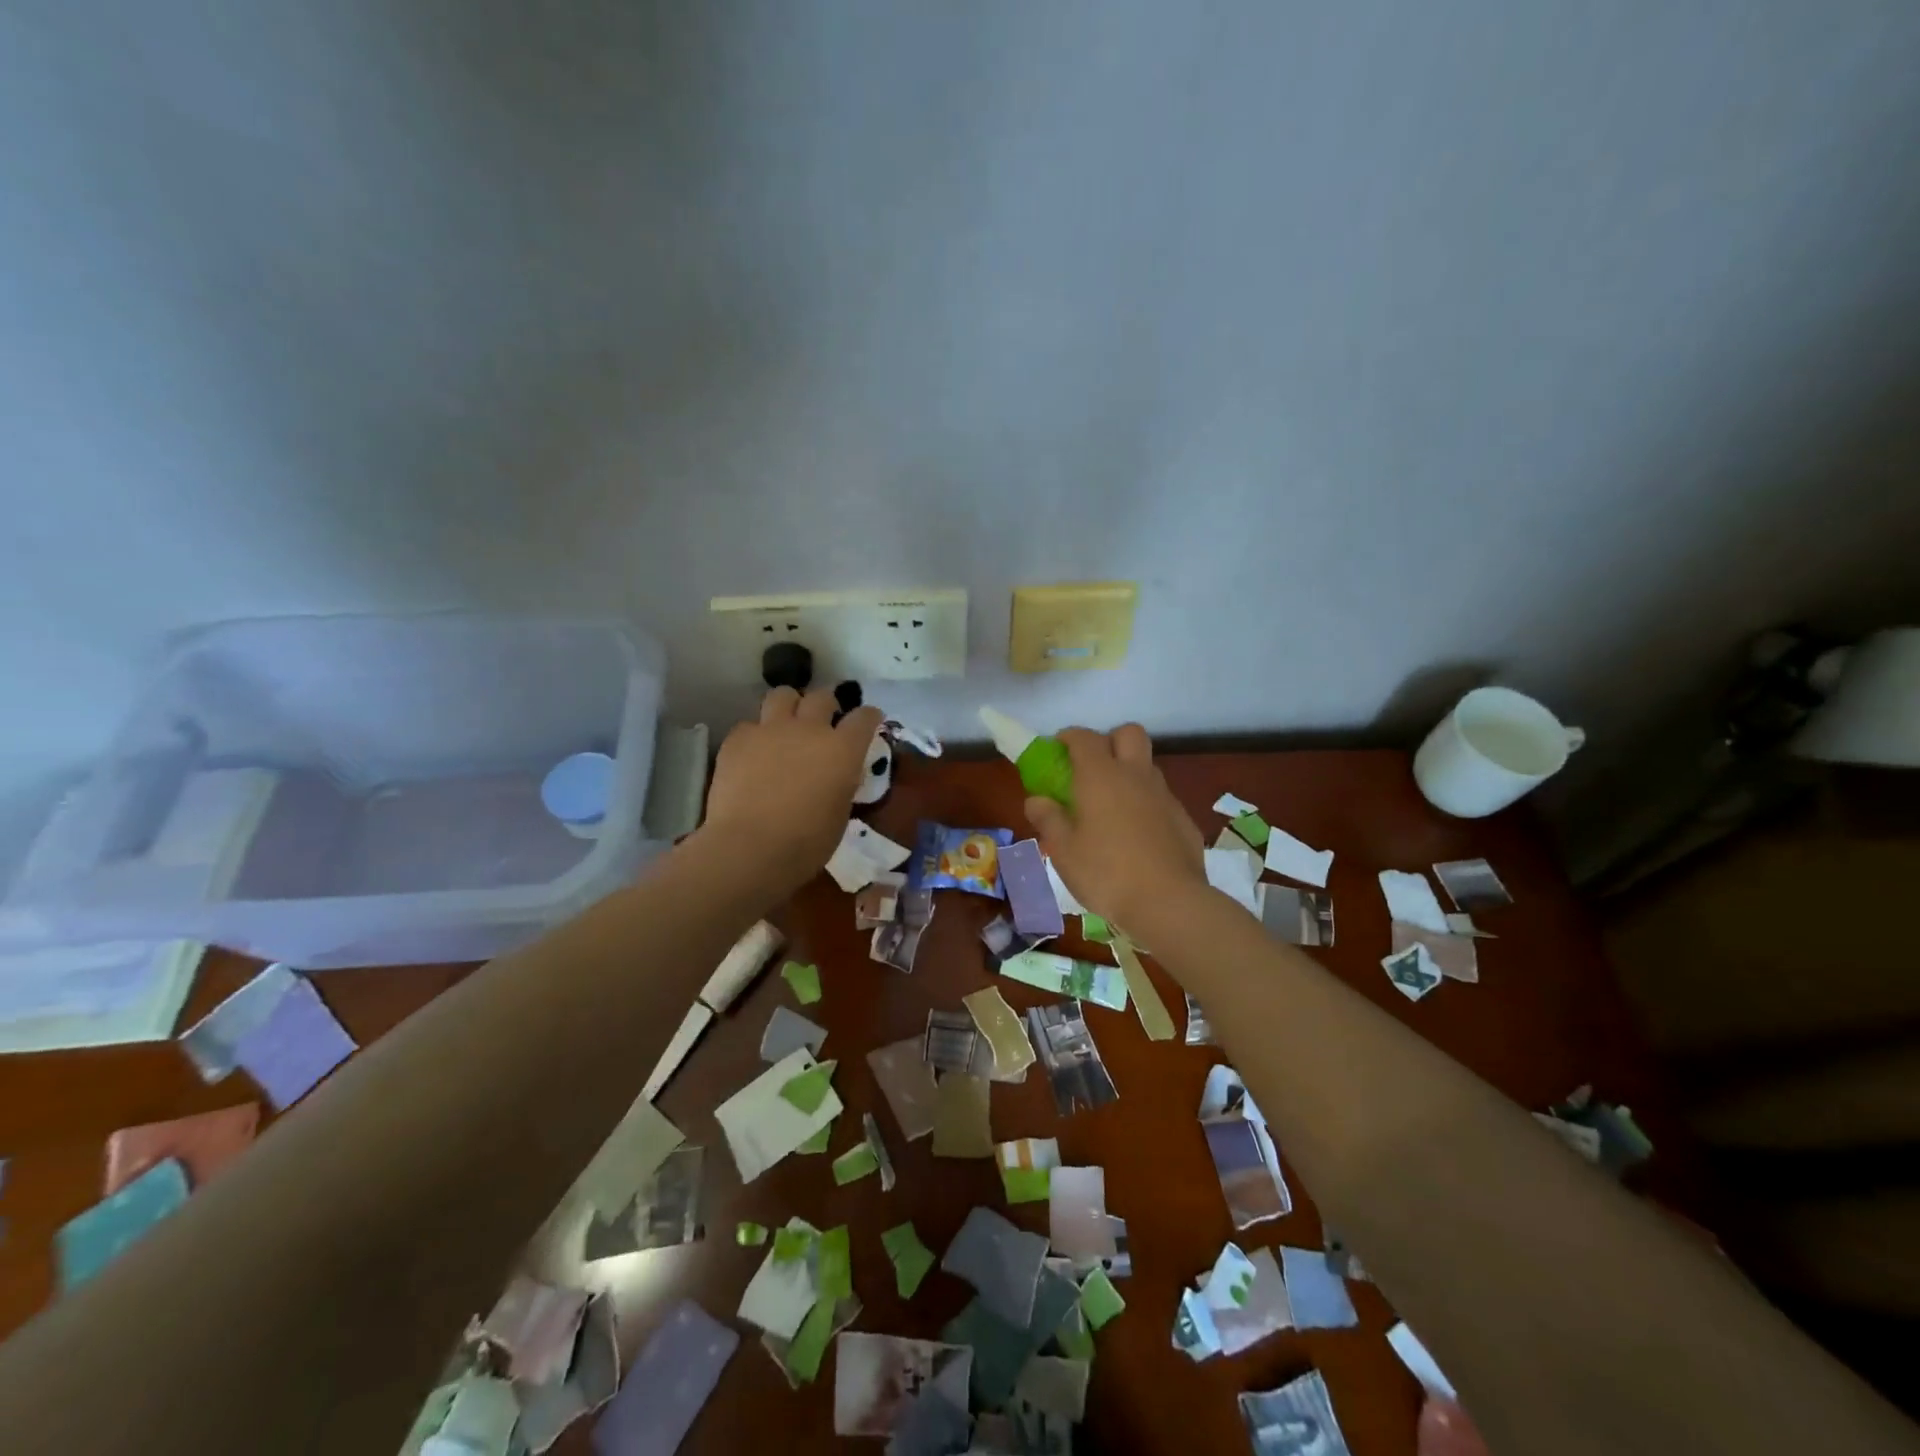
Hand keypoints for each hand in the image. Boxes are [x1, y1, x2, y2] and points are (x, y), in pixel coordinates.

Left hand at [701, 689, 882, 883]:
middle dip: (826, 705)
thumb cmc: (806, 843)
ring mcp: (770, 729)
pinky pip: (750, 725)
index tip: (869, 720)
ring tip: (786, 723)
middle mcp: (809, 729)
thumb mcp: (839, 813)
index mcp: (843, 750)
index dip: (868, 717)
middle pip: (822, 697)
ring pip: (782, 694)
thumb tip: (835, 775)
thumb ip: (840, 783)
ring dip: (789, 705)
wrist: (750, 848)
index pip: (864, 717)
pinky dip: (755, 735)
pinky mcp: (738, 739)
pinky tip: (753, 754)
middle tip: (823, 721)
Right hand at [1023, 724, 1206, 930]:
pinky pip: (1162, 798)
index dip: (1068, 738)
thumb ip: (1048, 819)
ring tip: (1112, 808)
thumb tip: (1036, 800)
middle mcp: (1135, 775)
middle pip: (1129, 733)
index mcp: (1101, 776)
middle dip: (1109, 741)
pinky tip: (1137, 836)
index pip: (1084, 737)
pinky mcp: (1183, 819)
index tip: (1057, 751)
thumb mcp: (1064, 851)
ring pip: (1147, 766)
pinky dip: (1146, 804)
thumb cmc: (1106, 873)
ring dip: (1129, 773)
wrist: (1169, 903)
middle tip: (1092, 770)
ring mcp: (1164, 796)